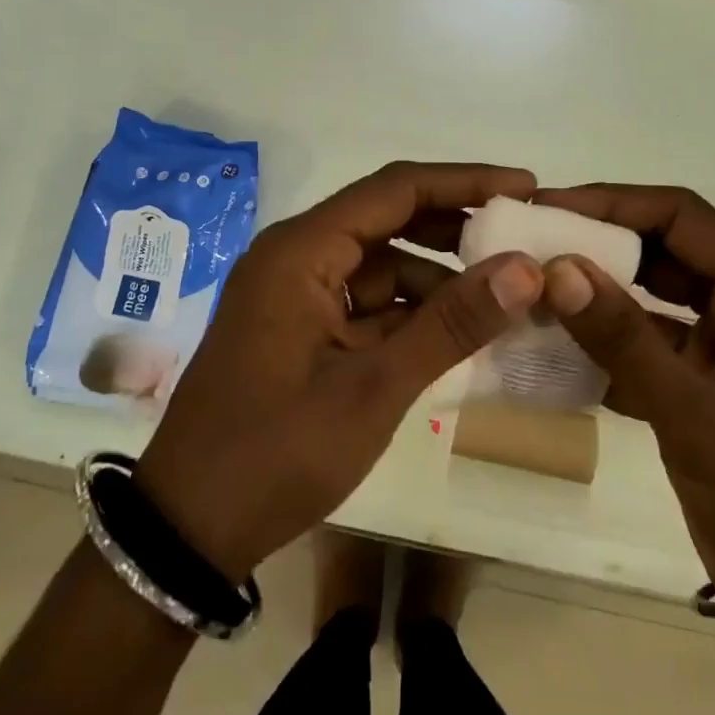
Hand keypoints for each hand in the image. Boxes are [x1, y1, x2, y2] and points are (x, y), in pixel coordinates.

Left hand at [136, 162, 544, 580]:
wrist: (189, 532)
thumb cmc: (276, 454)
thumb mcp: (374, 388)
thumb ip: (451, 324)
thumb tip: (526, 268)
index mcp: (301, 251)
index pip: (395, 189)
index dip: (464, 182)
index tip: (525, 186)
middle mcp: (296, 257)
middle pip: (388, 219)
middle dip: (455, 228)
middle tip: (522, 238)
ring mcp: (297, 295)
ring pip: (382, 265)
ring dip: (439, 277)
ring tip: (503, 295)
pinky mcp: (302, 330)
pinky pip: (369, 303)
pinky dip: (413, 313)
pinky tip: (459, 332)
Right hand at [536, 184, 714, 596]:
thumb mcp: (694, 414)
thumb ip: (624, 339)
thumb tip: (556, 268)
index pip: (681, 217)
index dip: (612, 203)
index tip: (546, 207)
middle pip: (663, 249)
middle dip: (597, 243)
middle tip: (527, 244)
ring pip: (651, 295)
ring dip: (596, 292)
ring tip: (531, 287)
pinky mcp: (703, 381)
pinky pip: (646, 340)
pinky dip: (603, 340)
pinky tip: (552, 345)